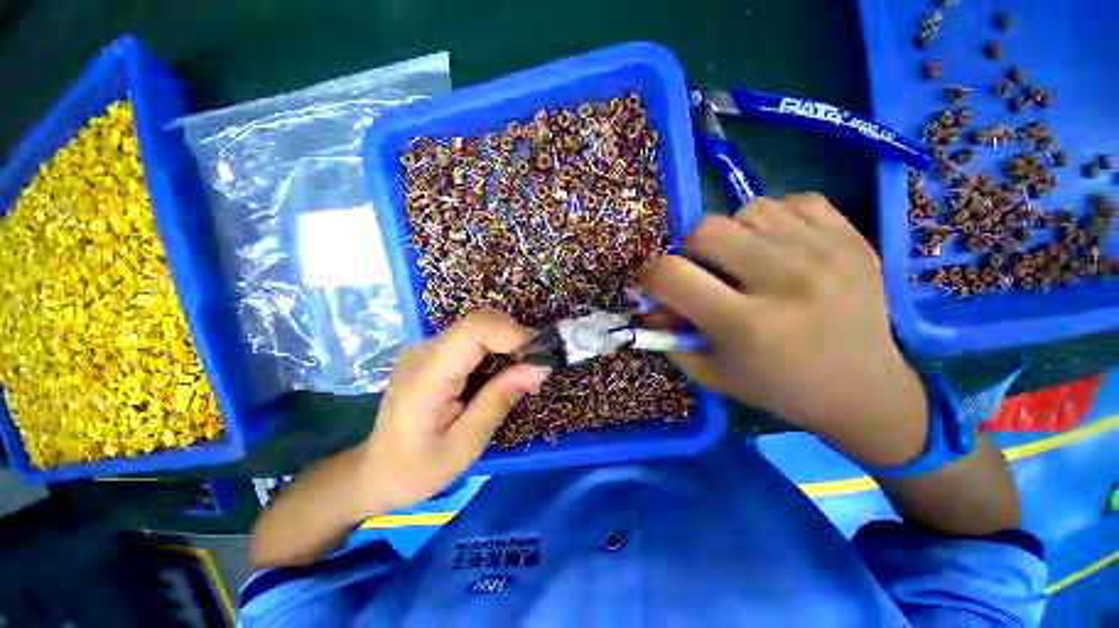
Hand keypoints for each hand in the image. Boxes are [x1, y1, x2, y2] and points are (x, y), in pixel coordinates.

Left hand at [358, 309, 549, 511]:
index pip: (473, 331)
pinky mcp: (433, 351)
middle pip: (479, 321)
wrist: (375, 470)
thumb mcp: (465, 445)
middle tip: (535, 367)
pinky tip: (501, 372)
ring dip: (508, 342)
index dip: (512, 333)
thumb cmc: (417, 468)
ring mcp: (426, 347)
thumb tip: (539, 367)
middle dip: (516, 337)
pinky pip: (473, 337)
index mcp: (427, 375)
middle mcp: (424, 350)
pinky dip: (496, 348)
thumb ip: (500, 400)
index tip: (540, 355)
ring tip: (522, 372)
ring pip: (480, 325)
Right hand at [641, 193, 926, 464]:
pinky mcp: (854, 238)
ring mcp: (827, 252)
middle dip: (691, 251)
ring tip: (747, 261)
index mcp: (746, 325)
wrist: (865, 390)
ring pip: (748, 209)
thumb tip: (648, 301)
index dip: (650, 275)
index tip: (655, 284)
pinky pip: (793, 200)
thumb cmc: (778, 388)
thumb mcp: (711, 371)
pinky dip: (774, 220)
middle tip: (705, 273)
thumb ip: (670, 335)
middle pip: (706, 229)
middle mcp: (787, 281)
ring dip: (733, 234)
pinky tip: (781, 247)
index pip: (671, 274)